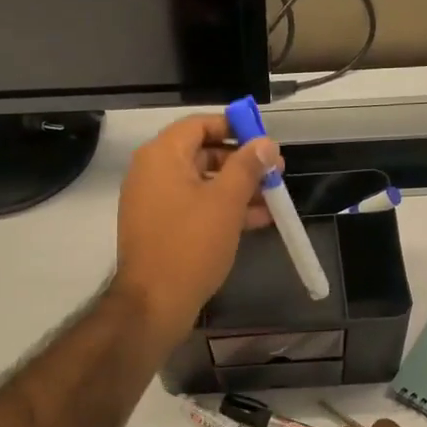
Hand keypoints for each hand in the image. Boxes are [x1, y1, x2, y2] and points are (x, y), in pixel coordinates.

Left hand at [112, 114, 278, 350]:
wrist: (154, 302)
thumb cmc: (191, 244)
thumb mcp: (226, 201)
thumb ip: (247, 166)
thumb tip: (265, 143)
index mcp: (162, 155)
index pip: (200, 124)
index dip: (234, 127)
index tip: (264, 140)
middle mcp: (152, 172)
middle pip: (202, 153)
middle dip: (242, 162)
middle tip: (275, 173)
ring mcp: (154, 201)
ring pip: (202, 183)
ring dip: (237, 189)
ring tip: (273, 200)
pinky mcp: (160, 227)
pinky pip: (194, 206)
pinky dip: (222, 209)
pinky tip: (256, 220)